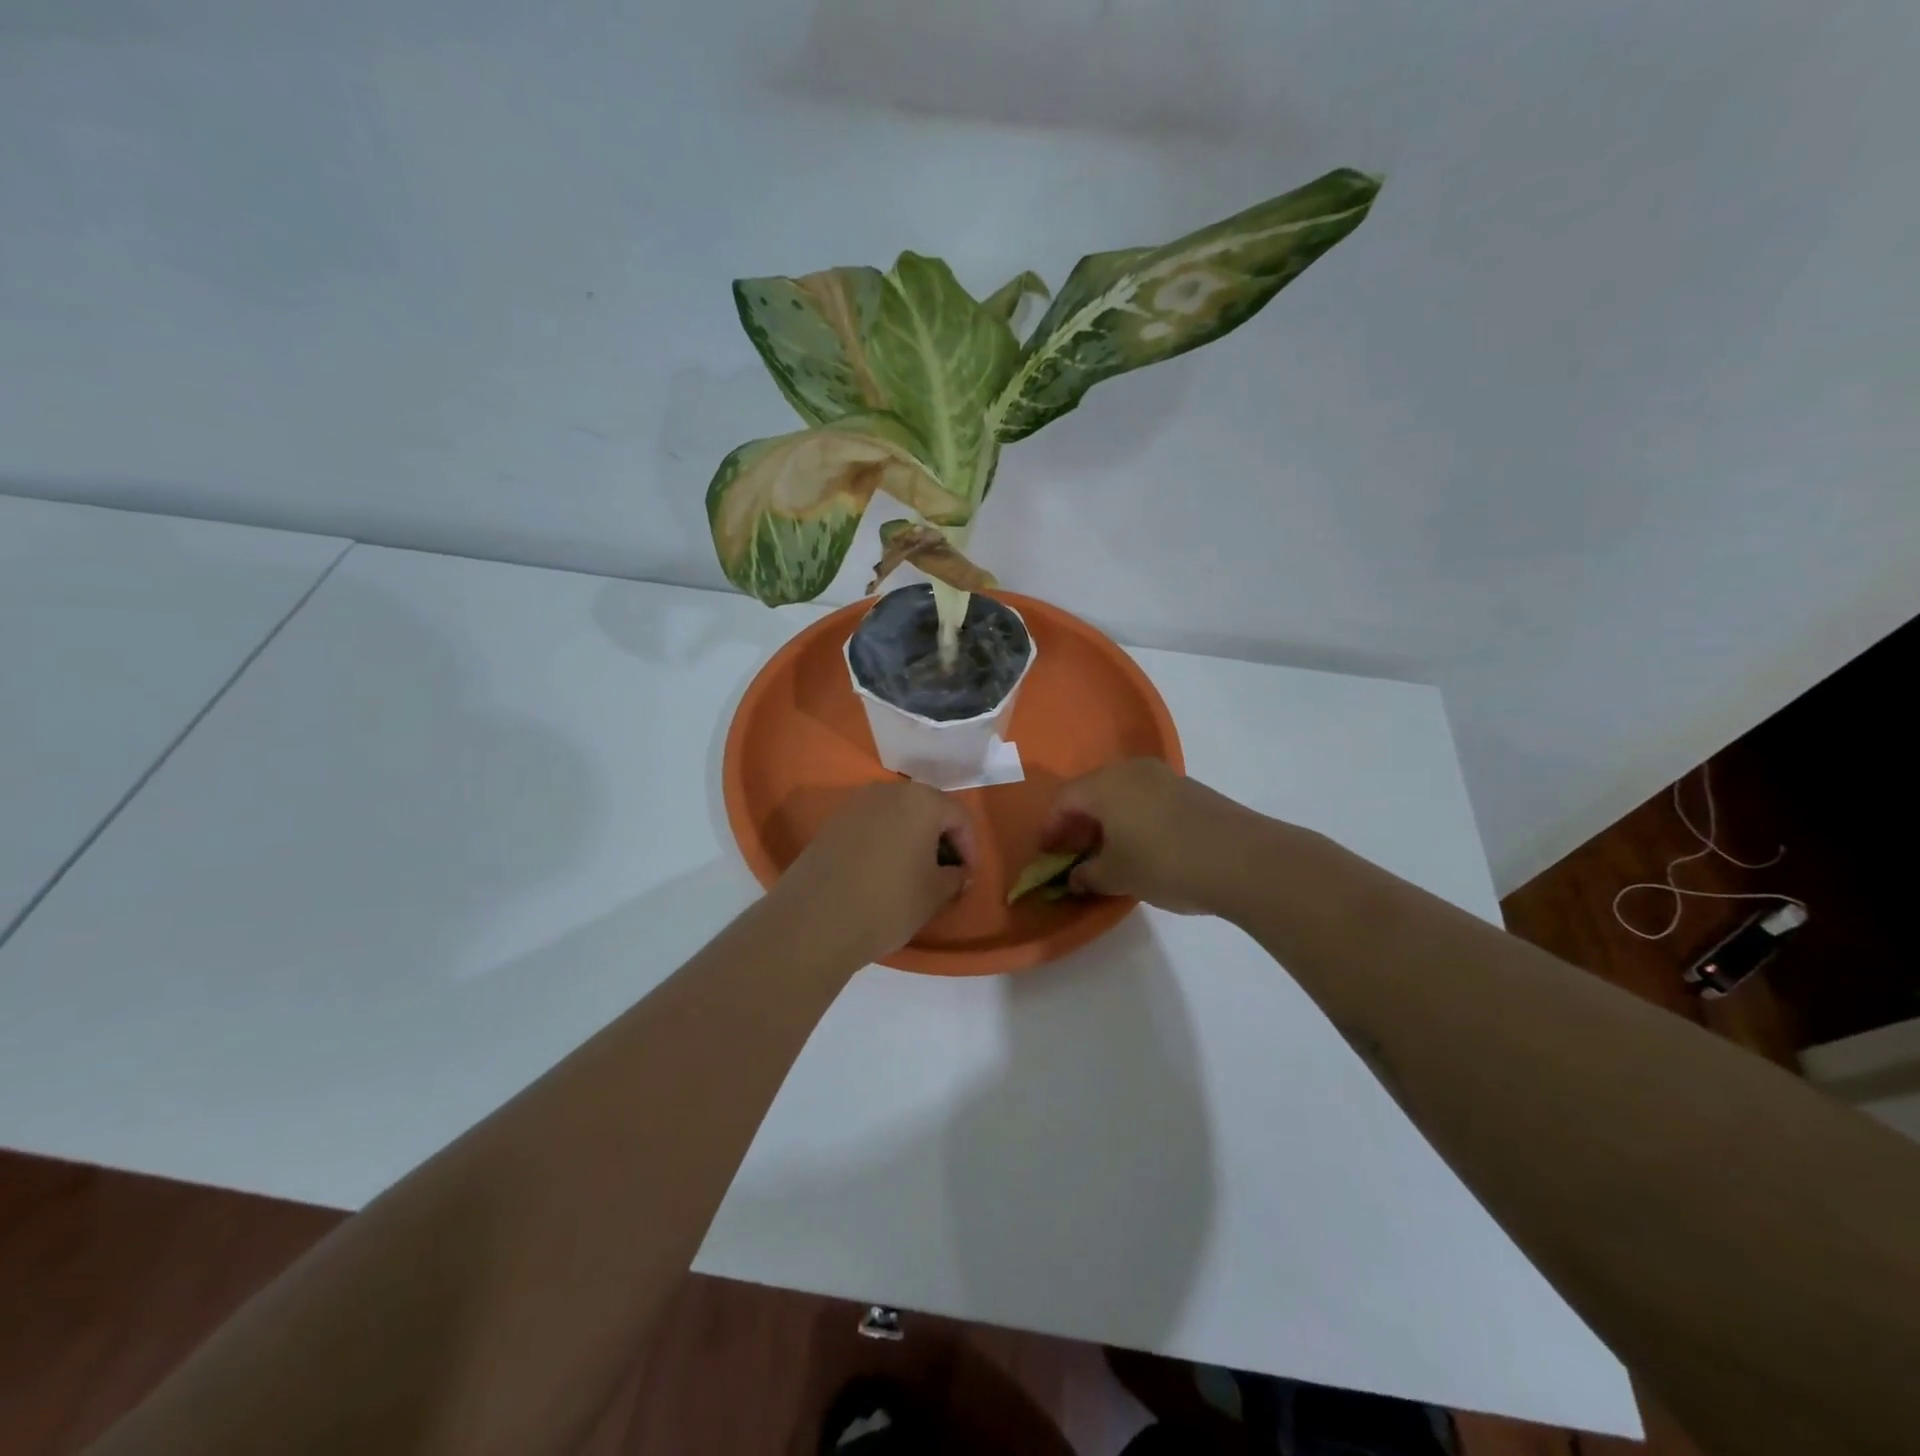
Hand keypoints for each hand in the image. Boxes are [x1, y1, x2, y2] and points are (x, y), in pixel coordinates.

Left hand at [773, 780, 974, 961]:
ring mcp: (856, 805)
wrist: (815, 920)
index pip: (959, 817)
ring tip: (914, 874)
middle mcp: (889, 791)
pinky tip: (883, 873)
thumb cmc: (889, 902)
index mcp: (921, 800)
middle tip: (945, 874)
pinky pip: (871, 826)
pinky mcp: (832, 823)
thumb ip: (955, 877)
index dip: (970, 849)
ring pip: (897, 816)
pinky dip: (885, 843)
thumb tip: (957, 873)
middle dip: (941, 839)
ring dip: (912, 839)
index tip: (967, 879)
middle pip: (927, 809)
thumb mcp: (935, 893)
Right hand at [1041, 759, 1263, 914]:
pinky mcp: (1191, 790)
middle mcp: (1131, 771)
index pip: (1064, 800)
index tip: (1049, 854)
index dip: (1051, 827)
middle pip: (1092, 792)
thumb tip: (1075, 877)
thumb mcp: (1118, 876)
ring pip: (1122, 794)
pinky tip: (1144, 848)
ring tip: (1110, 854)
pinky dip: (1135, 819)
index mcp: (1105, 785)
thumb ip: (1088, 875)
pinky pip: (1148, 800)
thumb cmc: (1164, 862)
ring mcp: (1164, 777)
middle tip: (1075, 854)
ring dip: (1108, 821)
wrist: (1243, 860)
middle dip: (1079, 823)